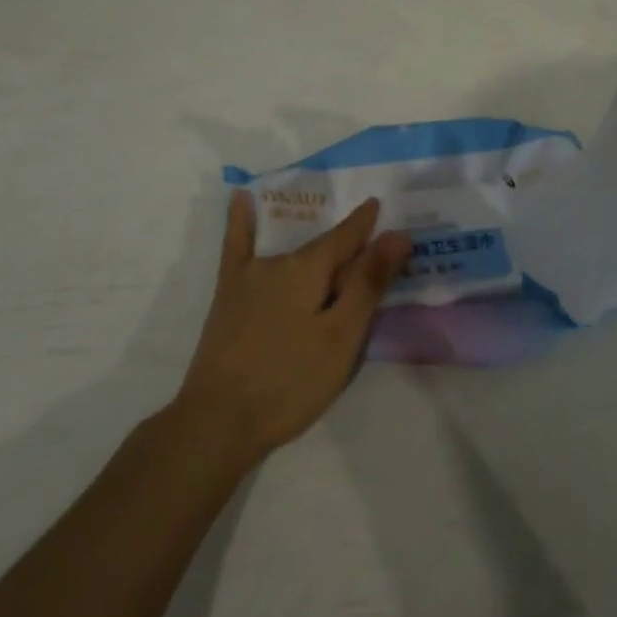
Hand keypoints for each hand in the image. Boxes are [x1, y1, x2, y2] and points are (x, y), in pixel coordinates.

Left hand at [171, 192, 411, 467]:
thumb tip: (396, 234)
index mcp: (309, 269)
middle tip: (368, 236)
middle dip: (345, 242)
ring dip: (311, 240)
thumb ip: (368, 283)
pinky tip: (241, 197)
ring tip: (329, 230)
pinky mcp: (228, 293)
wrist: (220, 419)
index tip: (379, 204)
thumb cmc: (291, 382)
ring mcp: (248, 276)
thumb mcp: (341, 337)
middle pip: (320, 248)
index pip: (346, 238)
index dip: (366, 224)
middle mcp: (278, 261)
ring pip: (289, 251)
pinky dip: (240, 219)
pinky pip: (236, 245)